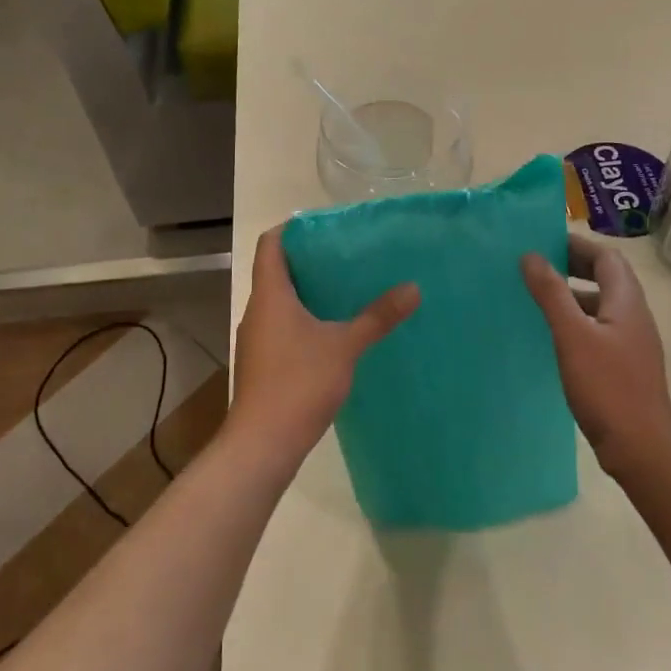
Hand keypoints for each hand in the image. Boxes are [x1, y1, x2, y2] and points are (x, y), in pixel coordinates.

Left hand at [226, 226, 419, 465]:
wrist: (263, 443)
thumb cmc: (298, 383)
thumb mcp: (345, 346)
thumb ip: (377, 317)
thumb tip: (413, 288)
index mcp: (270, 295)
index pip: (271, 244)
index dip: (294, 229)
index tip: (327, 226)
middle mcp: (258, 311)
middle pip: (278, 271)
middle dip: (311, 261)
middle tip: (349, 255)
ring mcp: (258, 339)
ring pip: (281, 302)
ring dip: (309, 292)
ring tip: (348, 288)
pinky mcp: (264, 363)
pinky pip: (284, 327)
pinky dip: (306, 320)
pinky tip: (335, 331)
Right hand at [522, 234, 670, 475]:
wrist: (640, 446)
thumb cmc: (607, 387)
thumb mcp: (573, 336)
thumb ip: (552, 294)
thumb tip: (531, 256)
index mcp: (627, 301)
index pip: (606, 257)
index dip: (577, 244)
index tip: (543, 242)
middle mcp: (633, 316)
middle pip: (606, 277)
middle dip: (573, 266)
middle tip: (536, 265)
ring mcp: (630, 342)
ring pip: (600, 305)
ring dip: (572, 295)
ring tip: (537, 297)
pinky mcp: (622, 365)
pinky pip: (598, 329)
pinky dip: (575, 321)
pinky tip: (552, 336)